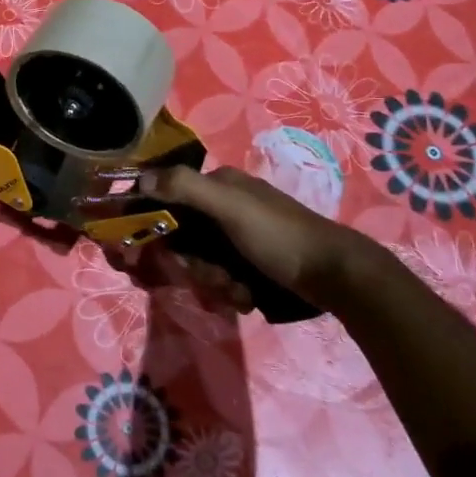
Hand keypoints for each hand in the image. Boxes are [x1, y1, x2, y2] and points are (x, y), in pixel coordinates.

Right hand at [141, 163, 382, 306]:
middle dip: (191, 264)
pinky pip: (222, 276)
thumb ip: (185, 188)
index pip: (167, 199)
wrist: (336, 276)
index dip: (152, 226)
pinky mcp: (251, 262)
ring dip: (212, 281)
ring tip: (236, 290)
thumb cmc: (279, 236)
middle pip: (183, 237)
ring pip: (201, 261)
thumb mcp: (231, 207)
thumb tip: (140, 180)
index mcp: (218, 184)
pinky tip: (246, 296)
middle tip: (210, 277)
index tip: (139, 255)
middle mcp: (224, 206)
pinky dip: (229, 289)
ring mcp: (239, 236)